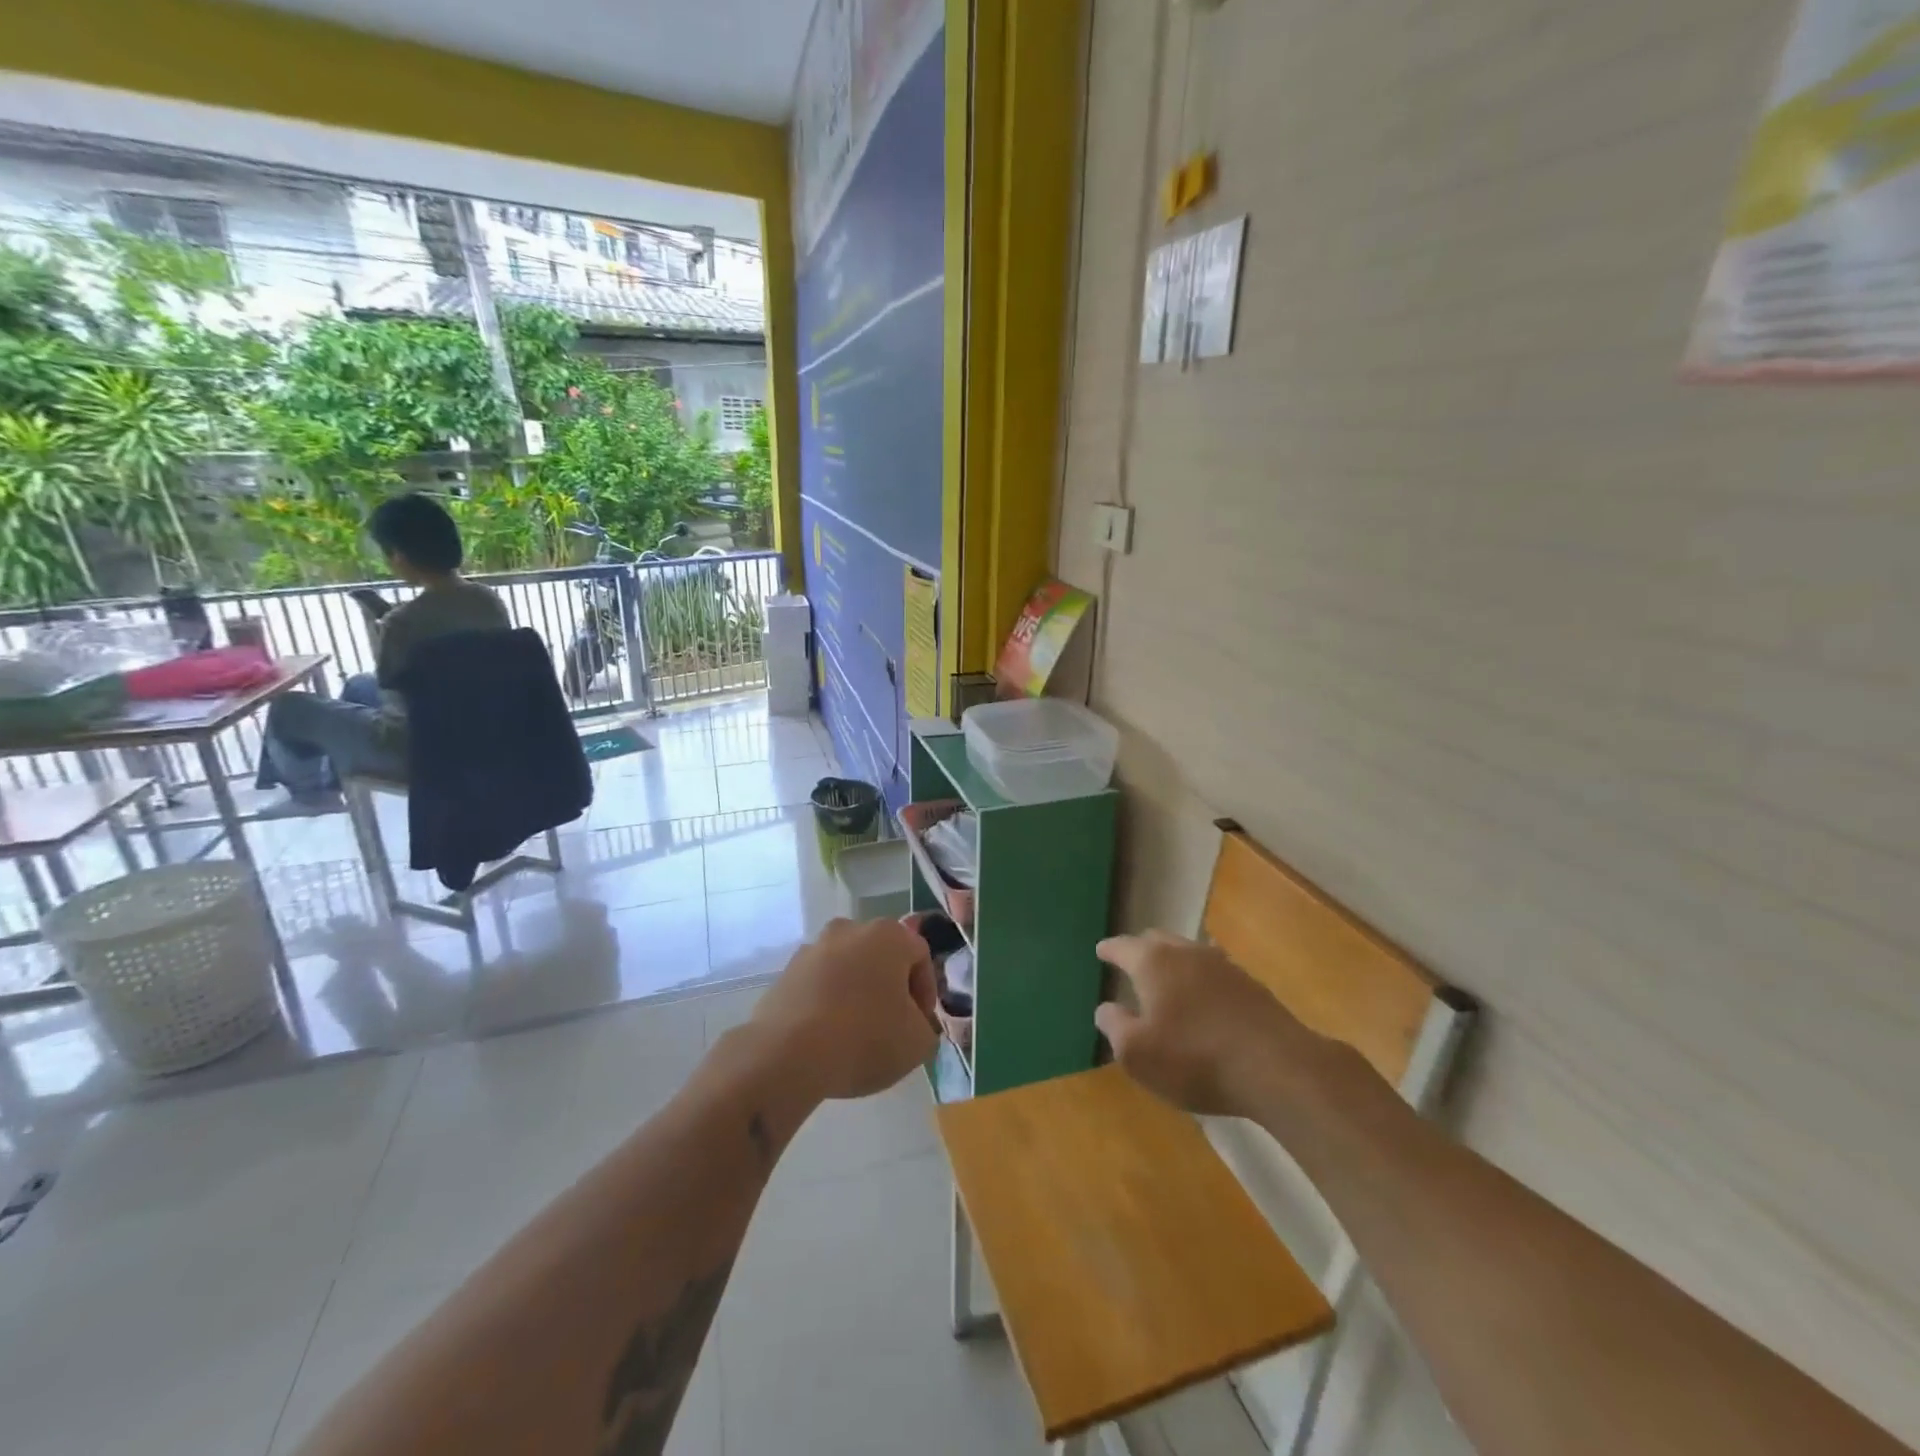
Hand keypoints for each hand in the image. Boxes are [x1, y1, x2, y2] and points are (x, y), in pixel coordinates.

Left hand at [752, 918, 939, 1101]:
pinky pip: (818, 986)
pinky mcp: (785, 973)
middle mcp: (850, 929)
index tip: (921, 1024)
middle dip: (889, 988)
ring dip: (856, 994)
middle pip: (881, 958)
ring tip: (856, 1034)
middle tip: (892, 1026)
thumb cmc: (865, 1037)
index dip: (926, 992)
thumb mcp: (918, 1042)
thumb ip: (925, 1026)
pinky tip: (826, 1037)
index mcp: (889, 935)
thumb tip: (912, 1023)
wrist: (787, 1054)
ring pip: (847, 969)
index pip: (920, 956)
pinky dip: (826, 1004)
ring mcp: (813, 948)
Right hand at [1095, 931, 1305, 1116]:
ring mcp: (1222, 965)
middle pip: (1157, 941)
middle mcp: (1186, 952)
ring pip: (1188, 953)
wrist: (1277, 1067)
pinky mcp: (1251, 985)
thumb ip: (1115, 1026)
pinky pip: (1213, 973)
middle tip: (1131, 963)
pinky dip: (1200, 981)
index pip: (1123, 946)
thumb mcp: (1137, 1053)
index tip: (1100, 950)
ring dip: (1173, 964)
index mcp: (1153, 962)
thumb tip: (1106, 1008)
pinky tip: (1203, 1000)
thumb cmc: (1194, 1058)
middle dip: (1141, 949)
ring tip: (1167, 982)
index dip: (1109, 949)